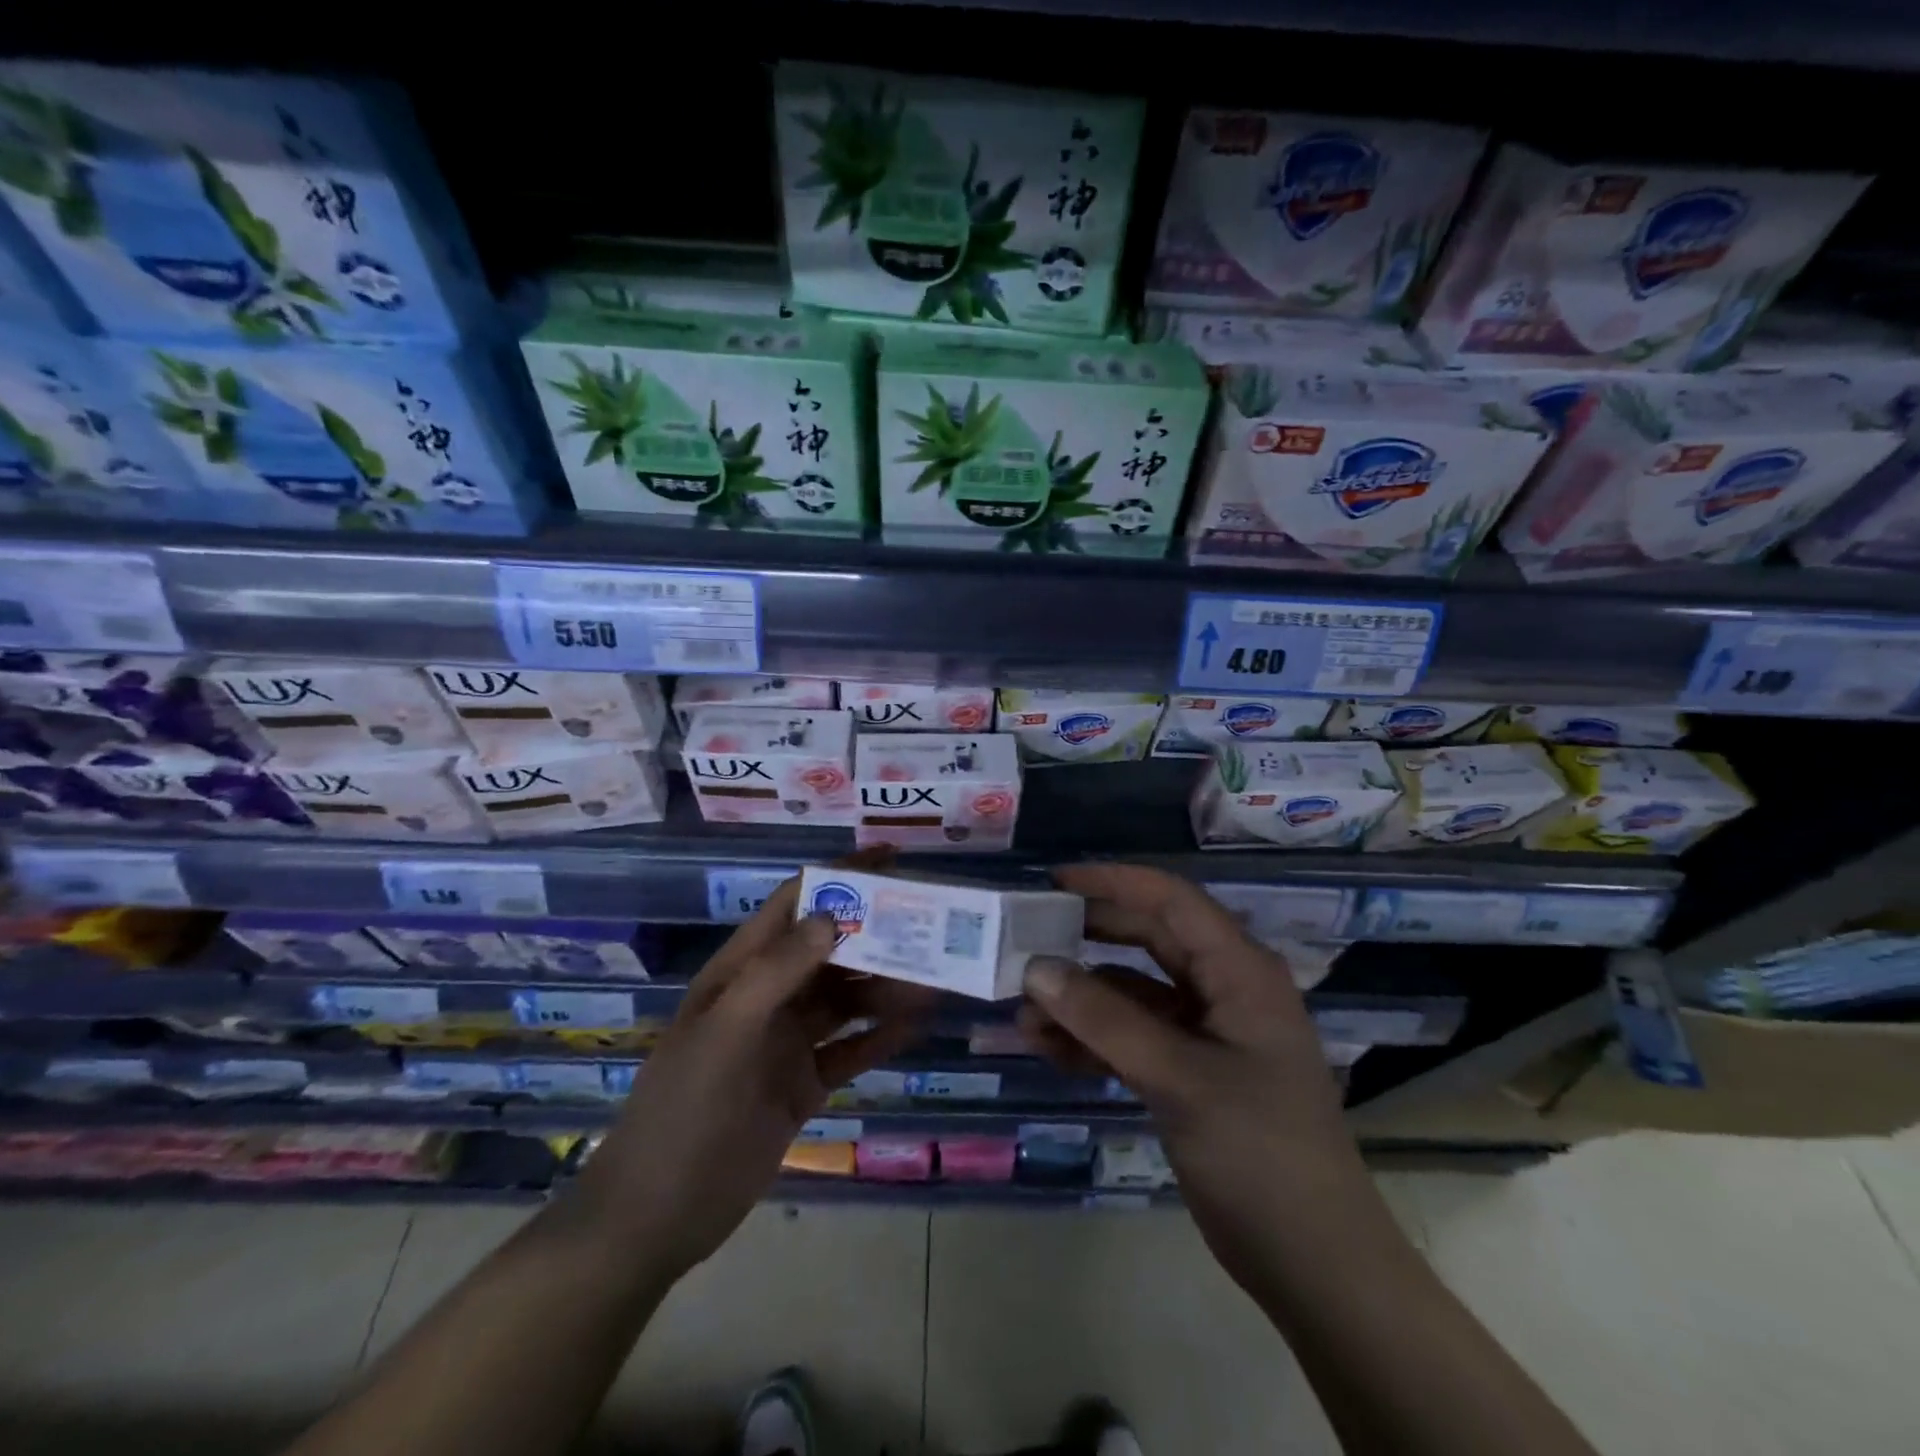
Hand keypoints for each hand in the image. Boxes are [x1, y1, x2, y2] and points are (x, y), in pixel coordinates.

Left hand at [571, 873, 934, 1276]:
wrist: (657, 1217)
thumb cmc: (685, 1111)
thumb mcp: (725, 1033)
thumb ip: (777, 972)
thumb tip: (833, 915)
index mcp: (740, 971)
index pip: (795, 905)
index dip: (839, 877)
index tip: (891, 860)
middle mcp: (767, 997)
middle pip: (830, 951)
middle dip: (876, 934)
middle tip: (932, 924)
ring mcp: (786, 1042)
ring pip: (846, 1000)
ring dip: (887, 987)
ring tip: (935, 979)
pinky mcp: (803, 1084)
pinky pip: (851, 1049)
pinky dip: (882, 1035)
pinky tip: (917, 1024)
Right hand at [1021, 864, 1371, 1271]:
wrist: (1312, 1263)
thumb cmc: (1259, 1151)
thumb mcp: (1178, 1077)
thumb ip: (1104, 1020)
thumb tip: (1035, 968)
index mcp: (1239, 970)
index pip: (1170, 900)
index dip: (1112, 883)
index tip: (1052, 883)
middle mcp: (1222, 989)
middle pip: (1146, 942)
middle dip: (1086, 942)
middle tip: (1026, 941)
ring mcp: (1205, 1033)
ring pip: (1131, 995)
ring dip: (1080, 1001)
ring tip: (1023, 1015)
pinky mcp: (1188, 1072)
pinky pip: (1131, 1038)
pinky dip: (1091, 1041)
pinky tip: (1047, 1050)